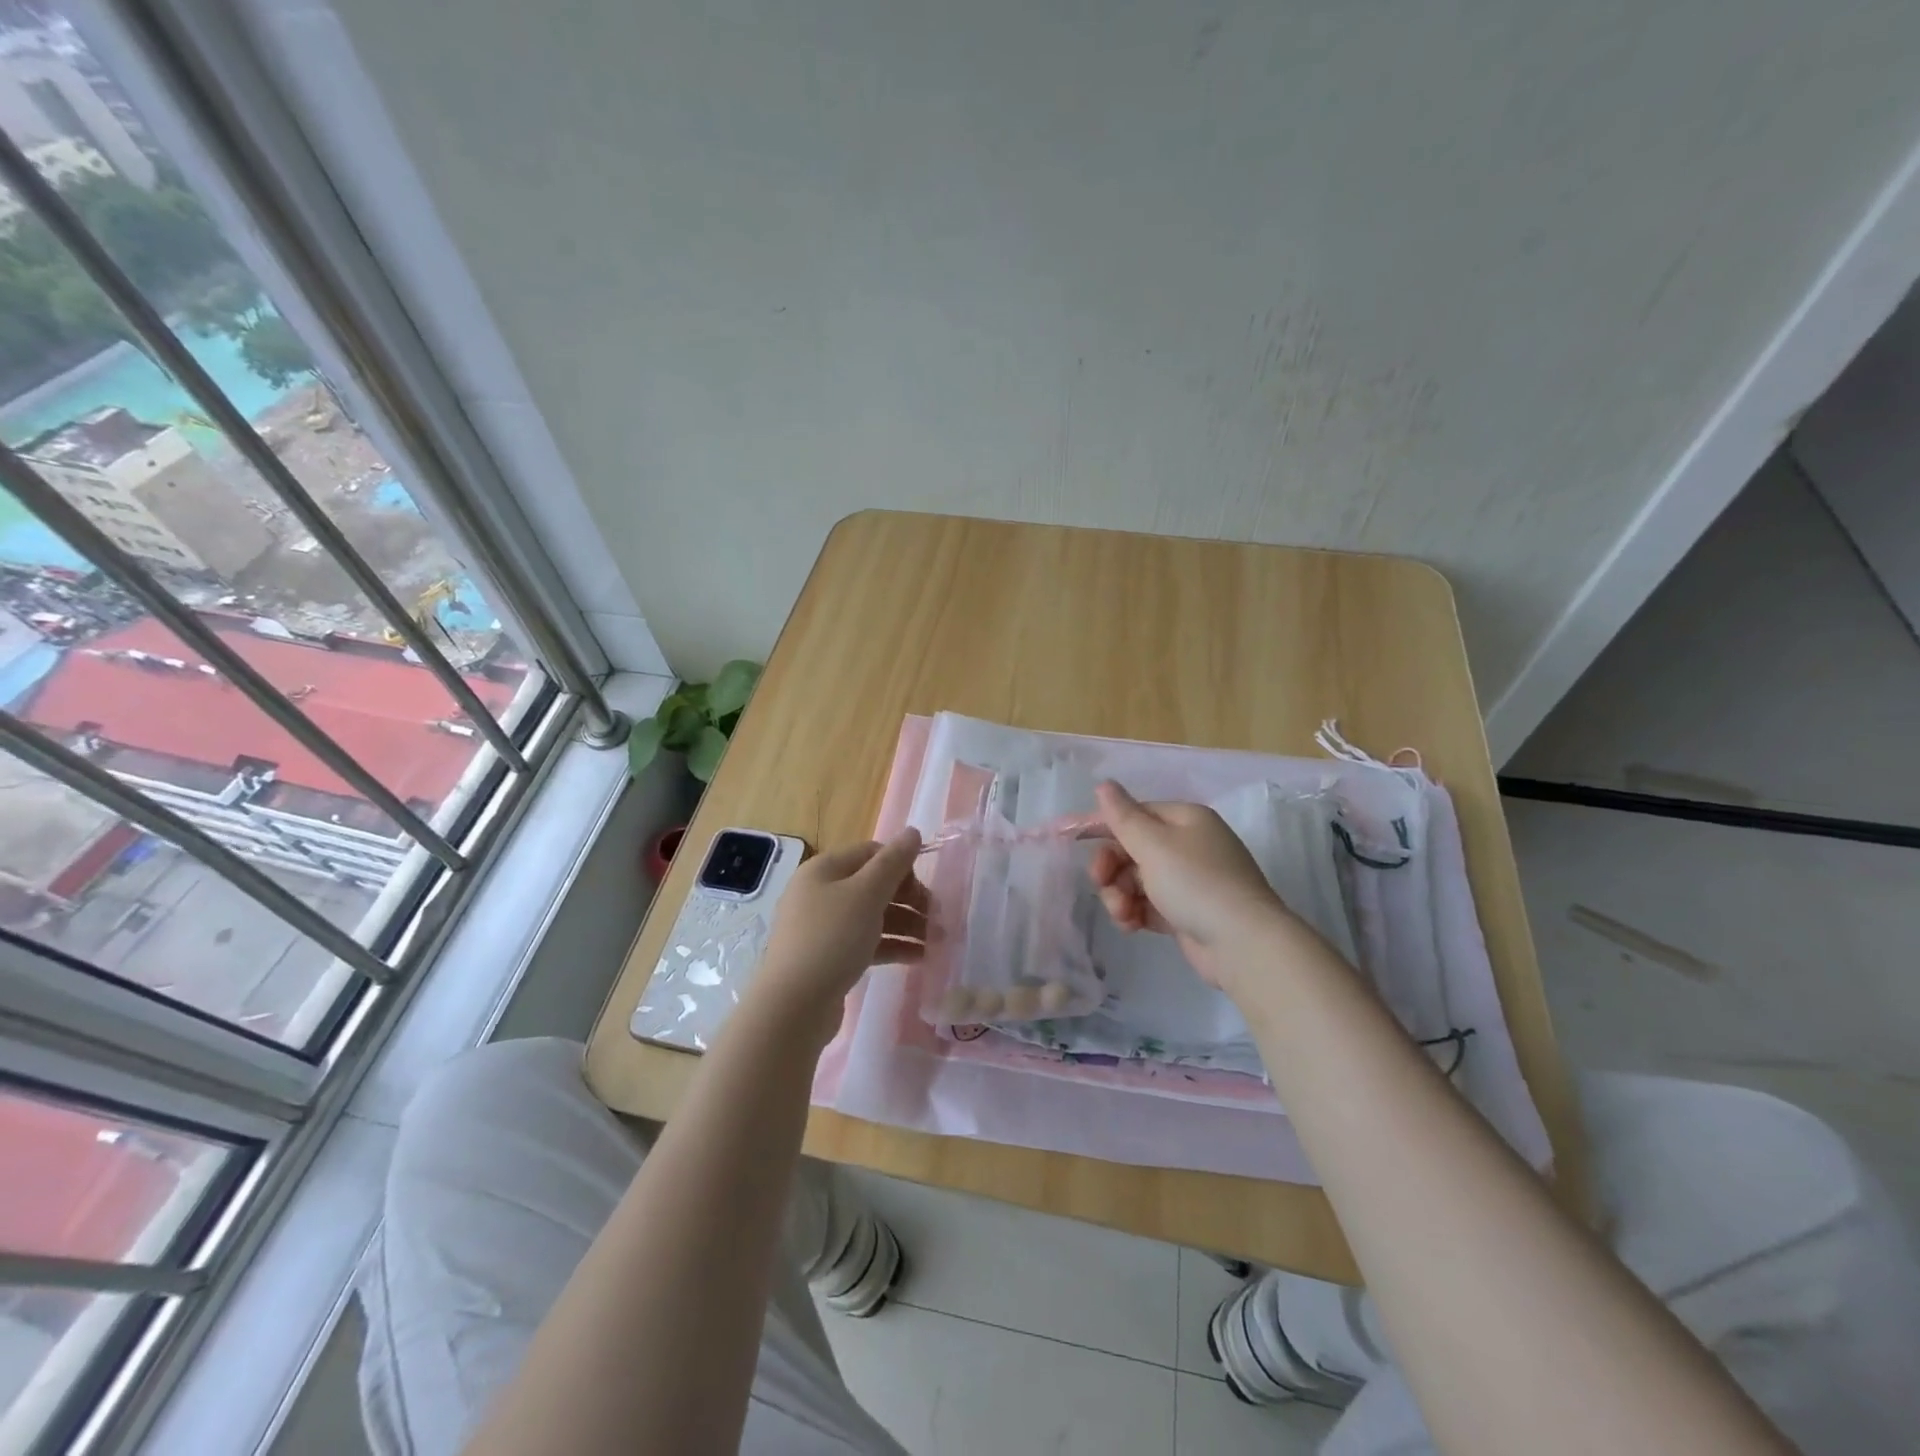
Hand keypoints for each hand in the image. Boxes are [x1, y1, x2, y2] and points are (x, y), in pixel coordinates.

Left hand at [754, 829, 926, 1043]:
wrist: (793, 1006)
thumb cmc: (832, 939)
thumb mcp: (867, 894)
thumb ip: (893, 862)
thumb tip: (912, 832)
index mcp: (824, 870)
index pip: (871, 853)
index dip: (901, 865)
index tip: (926, 887)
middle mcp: (820, 893)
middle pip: (873, 885)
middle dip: (909, 898)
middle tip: (937, 917)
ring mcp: (822, 927)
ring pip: (873, 916)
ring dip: (907, 924)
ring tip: (937, 941)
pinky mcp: (828, 958)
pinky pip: (866, 942)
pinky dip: (892, 945)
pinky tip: (919, 957)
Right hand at [1089, 781, 1291, 991]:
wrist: (1243, 944)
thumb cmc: (1196, 883)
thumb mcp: (1154, 845)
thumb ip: (1123, 816)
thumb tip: (1104, 784)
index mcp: (1184, 819)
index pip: (1133, 814)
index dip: (1101, 826)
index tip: (1068, 838)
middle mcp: (1188, 845)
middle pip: (1132, 848)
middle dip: (1111, 866)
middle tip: (1100, 882)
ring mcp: (1189, 881)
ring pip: (1136, 879)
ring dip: (1120, 894)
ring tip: (1122, 913)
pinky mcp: (1186, 913)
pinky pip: (1148, 904)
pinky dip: (1135, 912)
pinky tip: (1130, 925)